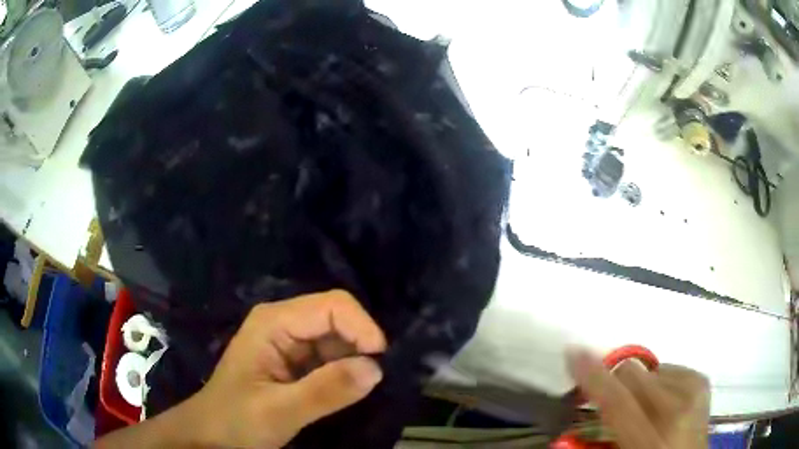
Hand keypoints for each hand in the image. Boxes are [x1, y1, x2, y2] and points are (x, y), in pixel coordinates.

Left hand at [184, 290, 386, 447]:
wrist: (212, 434)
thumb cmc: (236, 420)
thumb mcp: (279, 411)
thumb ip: (325, 391)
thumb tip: (376, 368)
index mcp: (274, 321)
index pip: (333, 306)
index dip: (362, 328)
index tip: (379, 364)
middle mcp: (283, 322)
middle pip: (337, 318)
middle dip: (360, 344)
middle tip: (372, 380)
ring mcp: (289, 341)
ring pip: (337, 337)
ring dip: (355, 359)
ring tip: (359, 388)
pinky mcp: (295, 361)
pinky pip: (330, 356)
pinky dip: (345, 370)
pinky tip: (347, 389)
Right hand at [567, 349, 709, 448]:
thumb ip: (600, 438)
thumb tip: (580, 416)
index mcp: (650, 440)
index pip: (617, 402)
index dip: (593, 377)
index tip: (573, 352)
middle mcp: (676, 410)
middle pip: (633, 376)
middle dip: (615, 383)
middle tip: (613, 402)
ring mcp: (693, 391)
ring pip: (649, 370)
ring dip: (640, 387)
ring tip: (646, 409)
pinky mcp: (702, 380)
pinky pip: (669, 368)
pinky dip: (660, 382)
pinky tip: (665, 402)